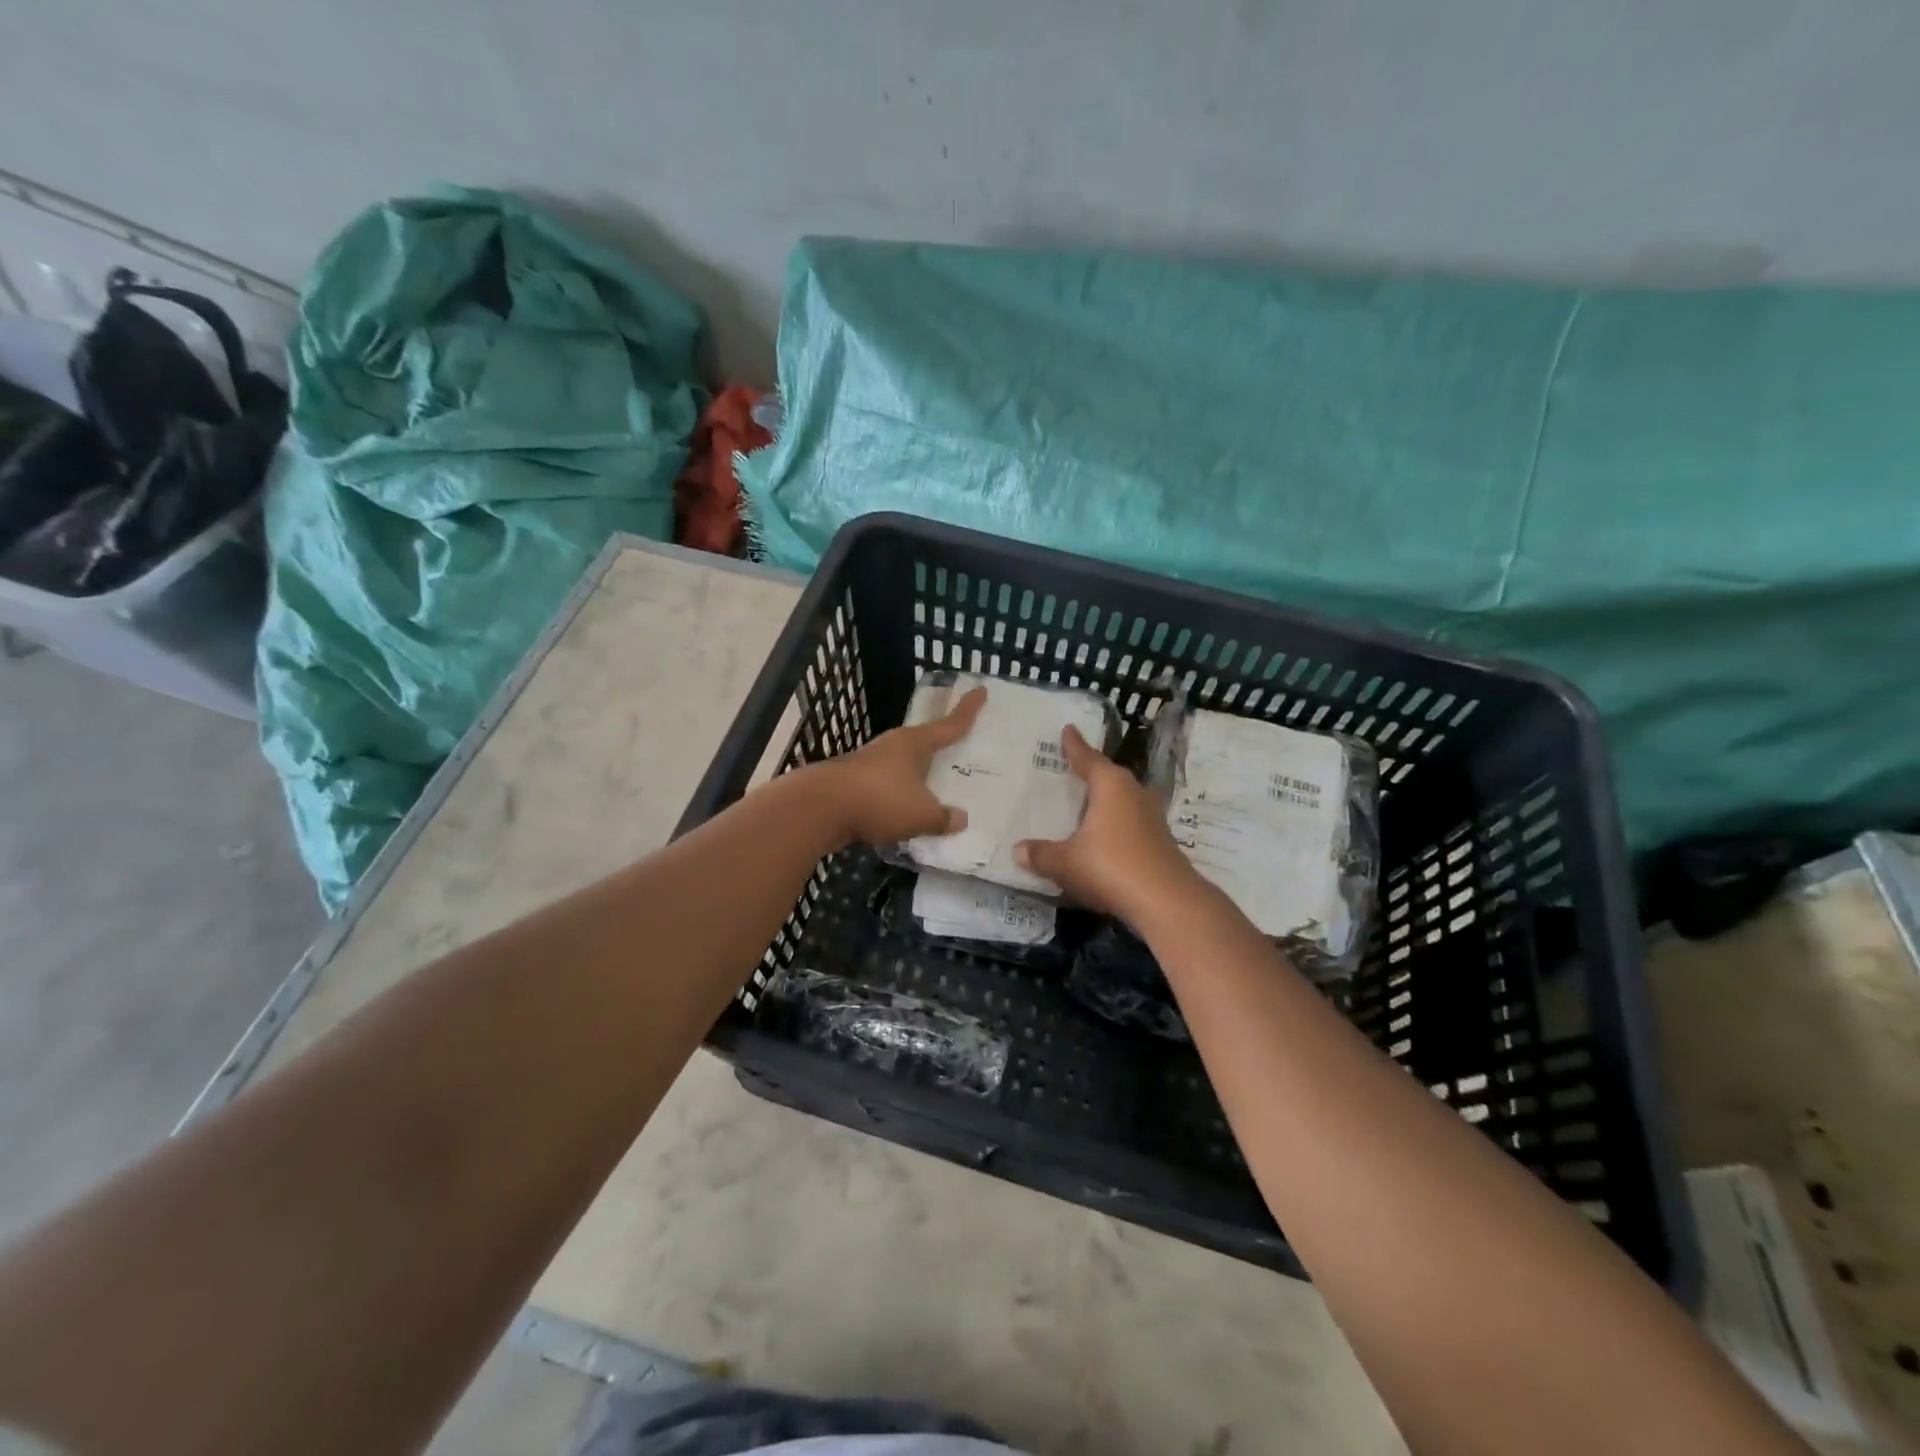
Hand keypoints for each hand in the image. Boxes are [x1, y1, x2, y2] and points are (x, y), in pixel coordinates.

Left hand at [819, 685, 985, 846]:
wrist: (818, 809)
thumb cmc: (879, 800)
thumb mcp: (921, 814)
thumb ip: (943, 817)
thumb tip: (960, 818)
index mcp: (913, 744)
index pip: (948, 724)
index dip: (967, 711)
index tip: (980, 690)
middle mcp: (891, 747)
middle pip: (922, 744)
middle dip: (938, 749)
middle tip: (956, 751)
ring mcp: (868, 764)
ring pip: (901, 768)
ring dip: (915, 778)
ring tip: (932, 792)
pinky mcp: (851, 785)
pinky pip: (885, 789)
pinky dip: (896, 799)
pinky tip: (902, 815)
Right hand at [1015, 723, 1200, 927]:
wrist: (1166, 902)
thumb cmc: (1110, 867)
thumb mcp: (1066, 862)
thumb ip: (1041, 854)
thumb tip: (1017, 850)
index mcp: (1110, 785)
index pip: (1087, 758)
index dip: (1074, 746)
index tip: (1067, 729)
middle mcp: (1133, 792)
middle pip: (1108, 776)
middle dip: (1090, 772)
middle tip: (1070, 768)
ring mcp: (1151, 817)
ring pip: (1122, 800)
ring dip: (1104, 800)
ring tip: (1084, 802)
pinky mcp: (1159, 841)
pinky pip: (1129, 822)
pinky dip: (1114, 824)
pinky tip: (1102, 836)